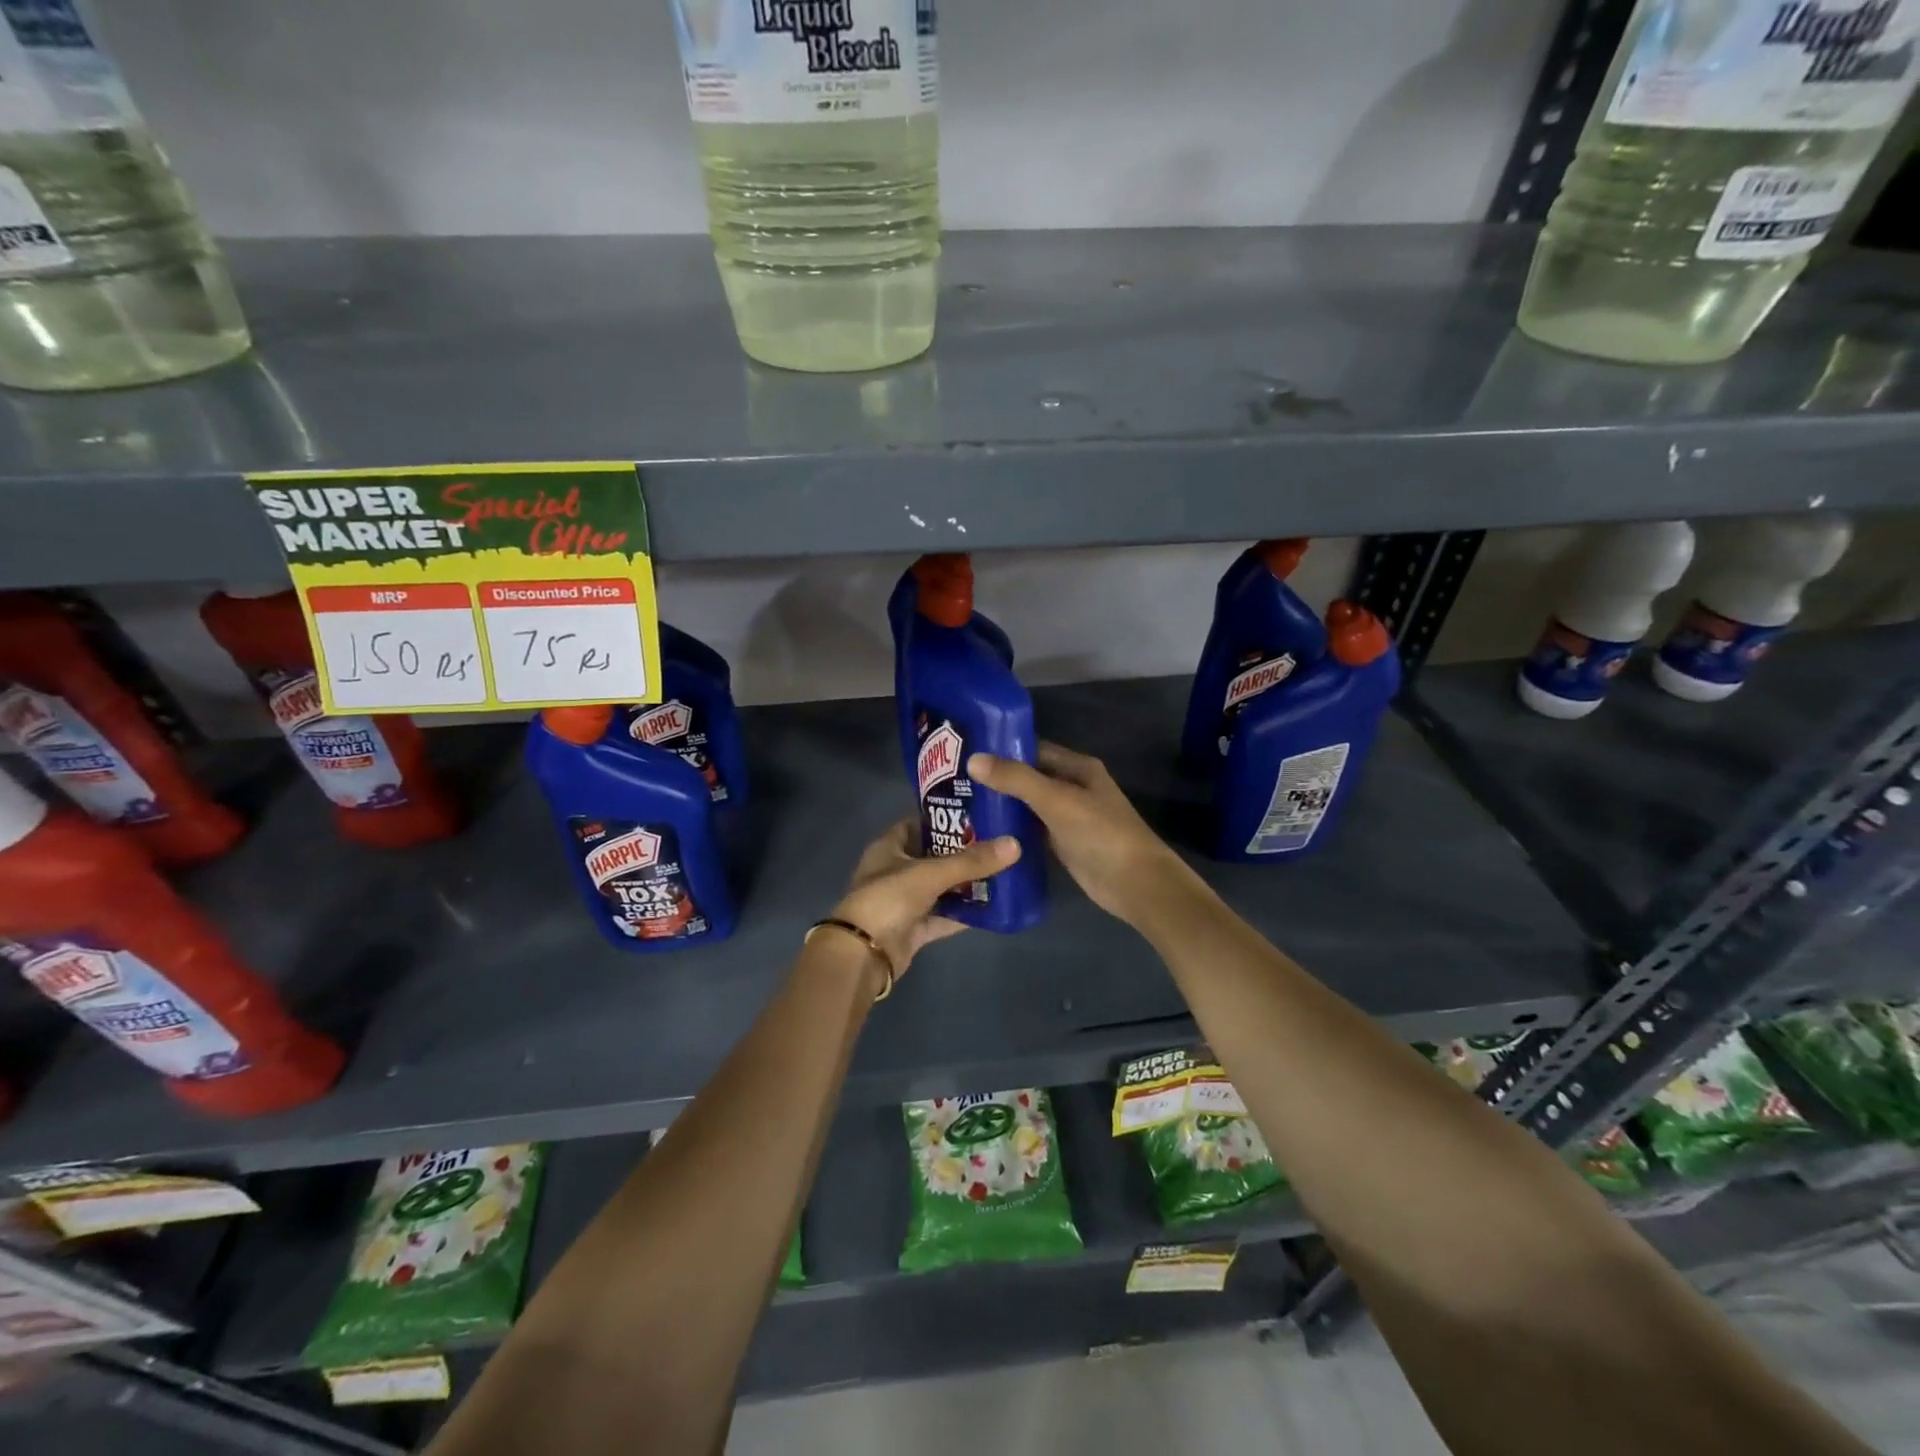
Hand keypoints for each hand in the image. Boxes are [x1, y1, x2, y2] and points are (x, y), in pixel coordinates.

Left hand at [828, 818, 1020, 974]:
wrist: (863, 953)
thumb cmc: (889, 898)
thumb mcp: (931, 873)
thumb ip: (972, 861)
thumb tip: (1015, 844)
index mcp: (889, 847)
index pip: (919, 823)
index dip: (945, 818)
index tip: (978, 814)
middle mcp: (895, 870)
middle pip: (933, 856)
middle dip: (963, 853)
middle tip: (998, 843)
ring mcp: (904, 901)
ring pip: (940, 887)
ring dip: (966, 884)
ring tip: (1002, 872)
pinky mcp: (913, 928)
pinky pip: (943, 916)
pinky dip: (963, 913)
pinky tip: (992, 908)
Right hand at [969, 743, 1194, 926]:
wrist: (1135, 884)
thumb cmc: (1100, 833)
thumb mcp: (1056, 800)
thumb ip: (1016, 779)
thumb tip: (973, 759)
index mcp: (1077, 767)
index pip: (1033, 749)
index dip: (1002, 750)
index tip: (965, 753)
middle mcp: (1072, 787)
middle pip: (1028, 778)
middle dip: (996, 779)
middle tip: (952, 782)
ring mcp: (1068, 817)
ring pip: (1028, 806)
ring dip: (1001, 806)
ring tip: (959, 805)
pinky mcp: (1063, 844)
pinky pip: (1031, 830)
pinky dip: (1011, 830)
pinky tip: (982, 833)